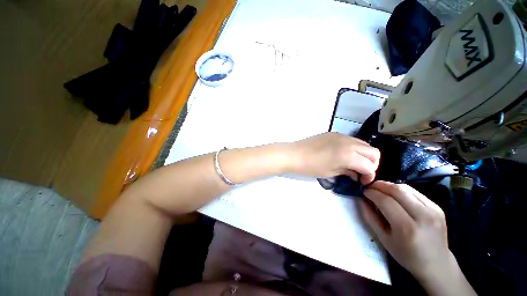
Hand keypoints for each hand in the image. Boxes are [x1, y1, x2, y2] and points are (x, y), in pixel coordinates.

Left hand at [288, 132, 379, 183]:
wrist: (294, 154)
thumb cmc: (311, 167)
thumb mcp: (331, 173)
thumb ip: (348, 172)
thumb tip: (357, 174)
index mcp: (348, 155)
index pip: (369, 165)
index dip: (369, 175)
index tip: (362, 181)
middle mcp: (349, 143)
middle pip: (373, 152)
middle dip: (372, 164)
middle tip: (361, 172)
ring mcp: (342, 136)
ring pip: (364, 144)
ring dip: (364, 155)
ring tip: (354, 163)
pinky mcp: (334, 133)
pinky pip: (352, 140)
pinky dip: (354, 148)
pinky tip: (345, 154)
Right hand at [361, 181, 474, 294]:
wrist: (436, 264)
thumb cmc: (406, 255)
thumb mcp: (383, 239)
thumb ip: (370, 217)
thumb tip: (361, 199)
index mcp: (407, 228)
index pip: (386, 201)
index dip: (372, 193)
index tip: (363, 191)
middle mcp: (423, 216)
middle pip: (397, 190)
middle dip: (379, 185)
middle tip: (370, 187)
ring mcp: (433, 210)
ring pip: (406, 188)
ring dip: (389, 186)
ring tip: (379, 189)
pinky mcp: (437, 207)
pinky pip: (415, 192)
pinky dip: (400, 190)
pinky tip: (394, 195)